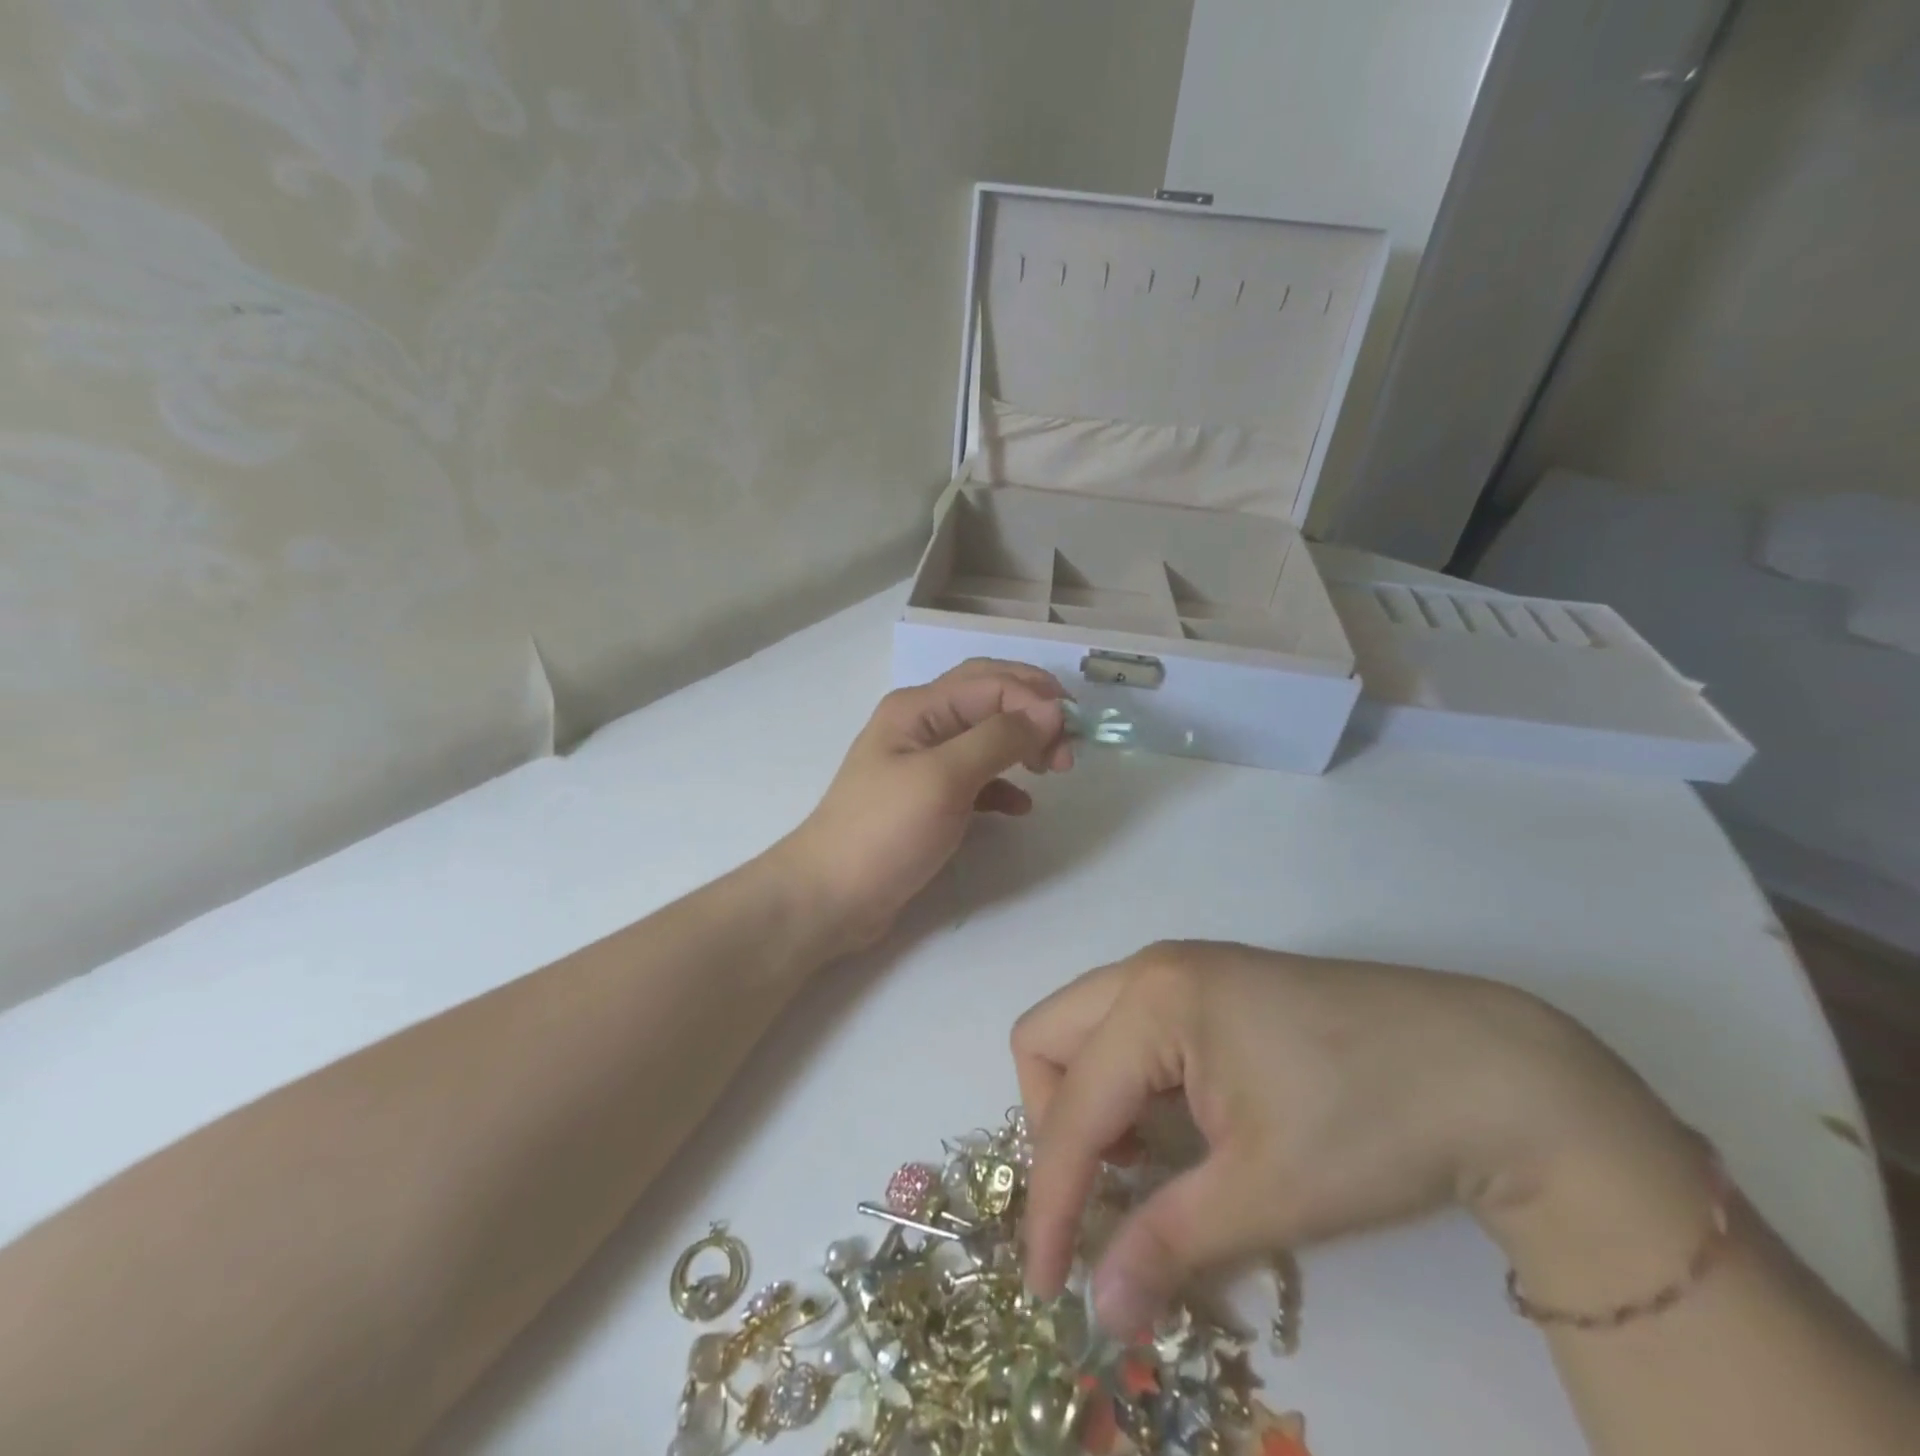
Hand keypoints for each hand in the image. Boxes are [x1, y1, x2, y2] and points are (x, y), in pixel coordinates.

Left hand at [776, 660, 1073, 954]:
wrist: (831, 897)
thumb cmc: (885, 831)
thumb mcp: (944, 779)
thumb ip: (999, 739)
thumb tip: (1051, 711)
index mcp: (918, 708)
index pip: (991, 682)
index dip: (1035, 702)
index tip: (1070, 738)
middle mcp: (920, 725)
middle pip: (989, 698)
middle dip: (1033, 712)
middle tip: (1068, 745)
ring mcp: (922, 763)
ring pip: (985, 737)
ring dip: (1022, 745)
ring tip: (1054, 770)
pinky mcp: (928, 799)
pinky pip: (976, 778)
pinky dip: (1003, 785)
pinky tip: (1021, 806)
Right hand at [1014, 941, 1700, 1335]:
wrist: (1495, 1072)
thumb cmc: (1372, 1125)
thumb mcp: (1265, 1194)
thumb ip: (1167, 1244)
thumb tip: (1099, 1311)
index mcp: (1154, 1000)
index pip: (1073, 1109)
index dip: (1051, 1201)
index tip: (1049, 1286)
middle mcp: (1154, 968)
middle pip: (1049, 1037)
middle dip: (1054, 1122)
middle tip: (1101, 1194)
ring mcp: (1185, 968)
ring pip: (1087, 1026)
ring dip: (1091, 1099)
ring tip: (1142, 1167)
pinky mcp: (1214, 984)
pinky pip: (1131, 1027)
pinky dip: (1128, 1081)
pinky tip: (1179, 1129)